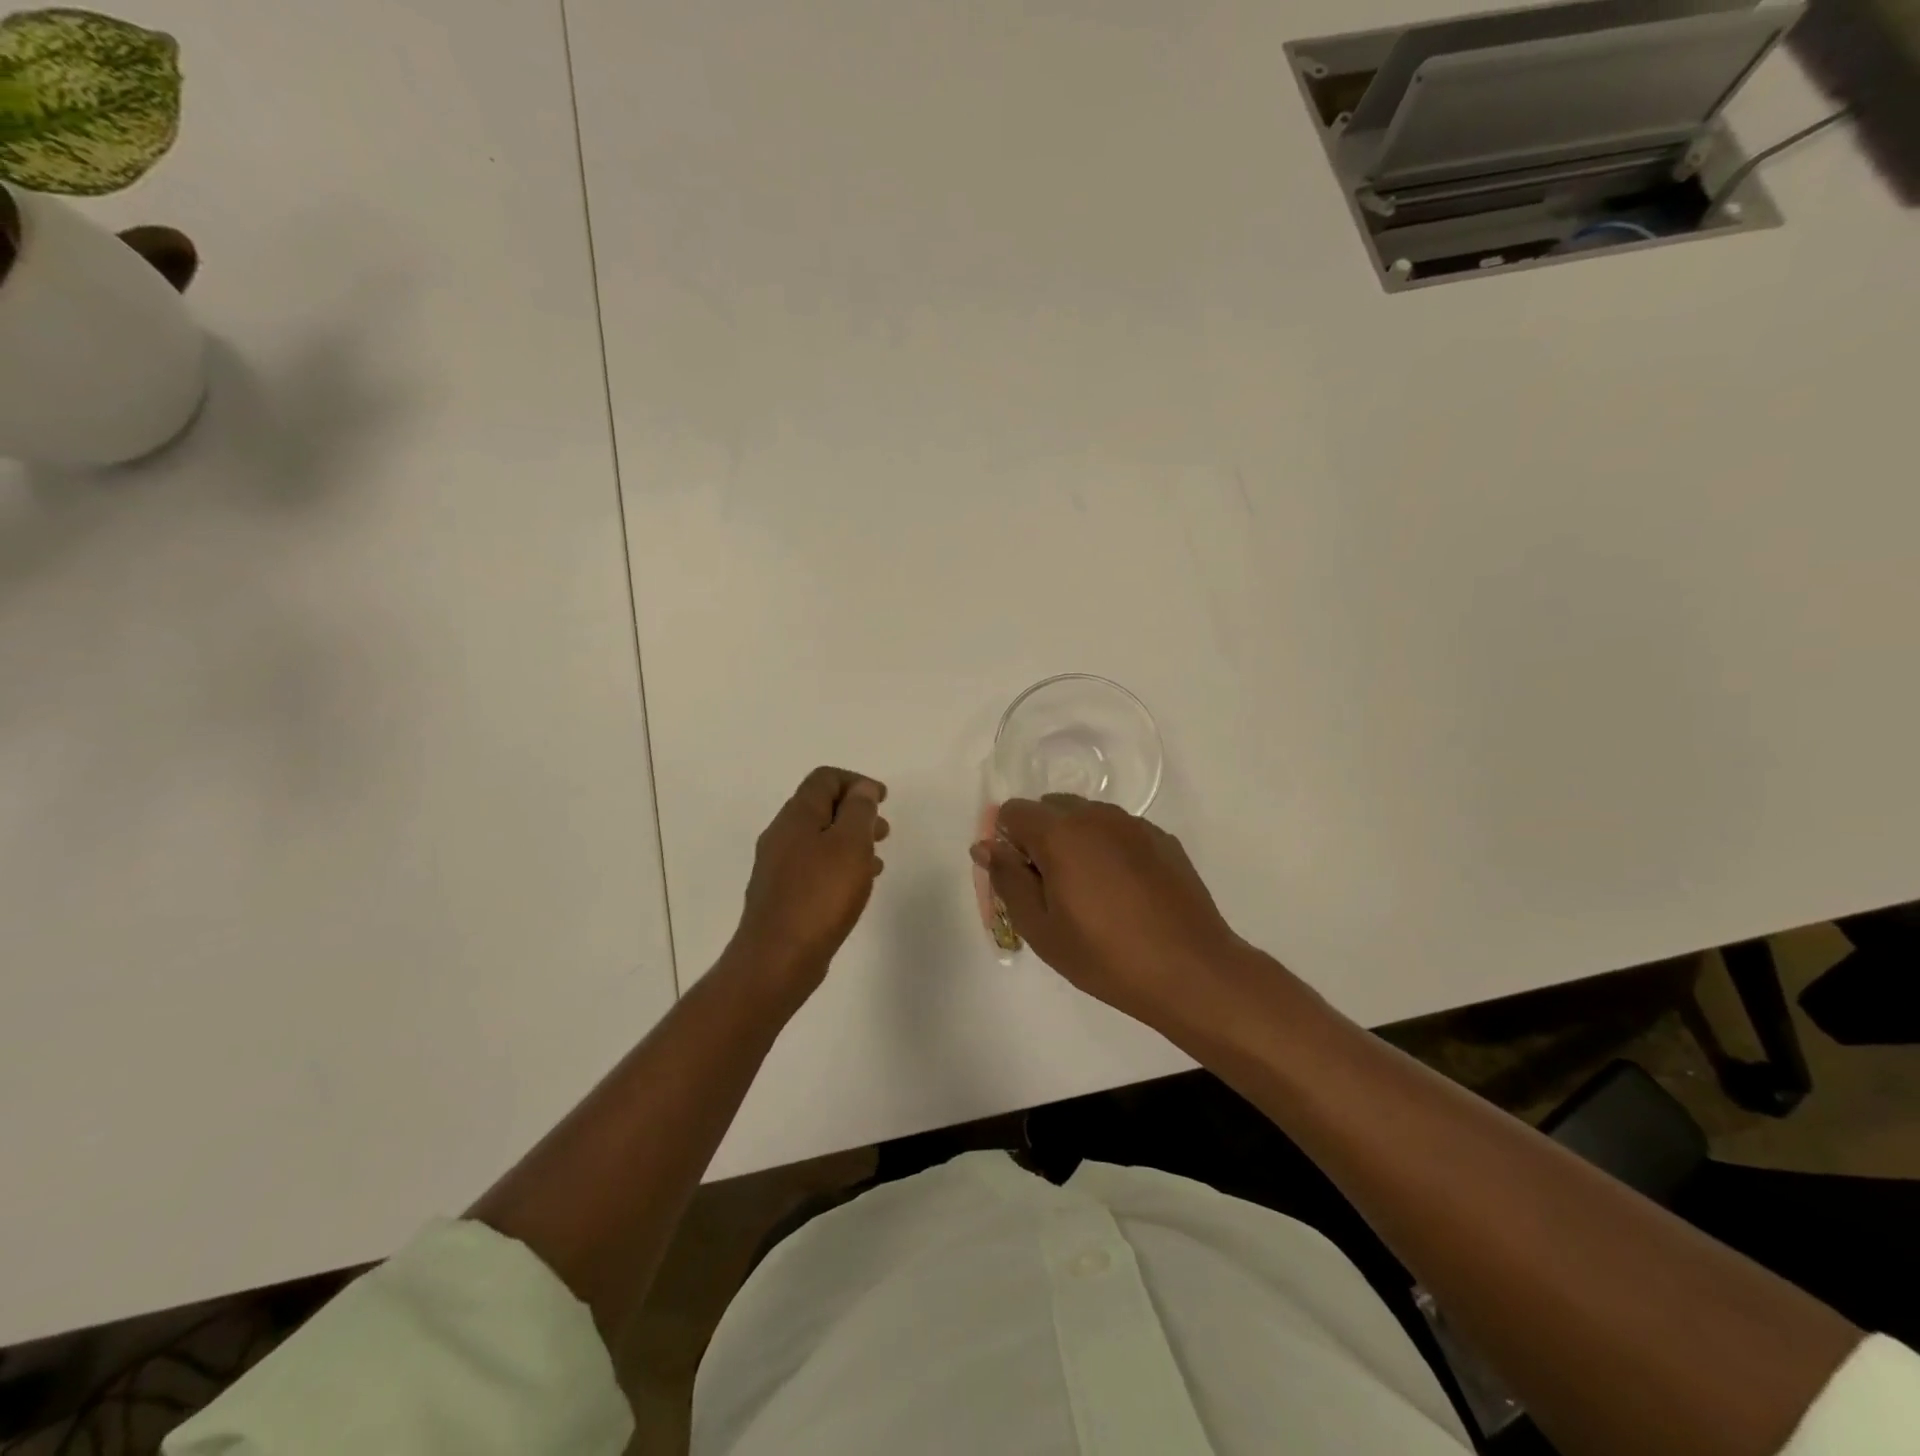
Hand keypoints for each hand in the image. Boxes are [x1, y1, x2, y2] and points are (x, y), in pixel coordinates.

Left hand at [731, 766, 888, 996]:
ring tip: (876, 860)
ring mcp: (778, 866)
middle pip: (821, 807)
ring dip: (849, 841)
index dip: (857, 782)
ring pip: (819, 839)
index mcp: (797, 816)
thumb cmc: (819, 896)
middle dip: (856, 812)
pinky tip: (855, 887)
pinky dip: (839, 865)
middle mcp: (781, 835)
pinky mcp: (782, 894)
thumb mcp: (850, 844)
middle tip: (883, 831)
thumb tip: (861, 789)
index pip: (824, 778)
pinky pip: (814, 866)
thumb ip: (859, 811)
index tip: (883, 799)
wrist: (777, 959)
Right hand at [972, 796, 1250, 1034]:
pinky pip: (1119, 831)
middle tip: (1051, 890)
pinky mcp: (1162, 839)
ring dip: (1075, 842)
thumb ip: (1007, 880)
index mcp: (1061, 833)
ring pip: (1087, 817)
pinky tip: (1125, 894)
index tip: (1020, 880)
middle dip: (1040, 838)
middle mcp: (1096, 815)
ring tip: (1091, 894)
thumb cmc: (1104, 955)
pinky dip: (1109, 850)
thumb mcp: (1040, 928)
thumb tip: (985, 846)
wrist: (1190, 971)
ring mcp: (1134, 824)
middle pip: (1051, 807)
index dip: (1007, 842)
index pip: (1014, 811)